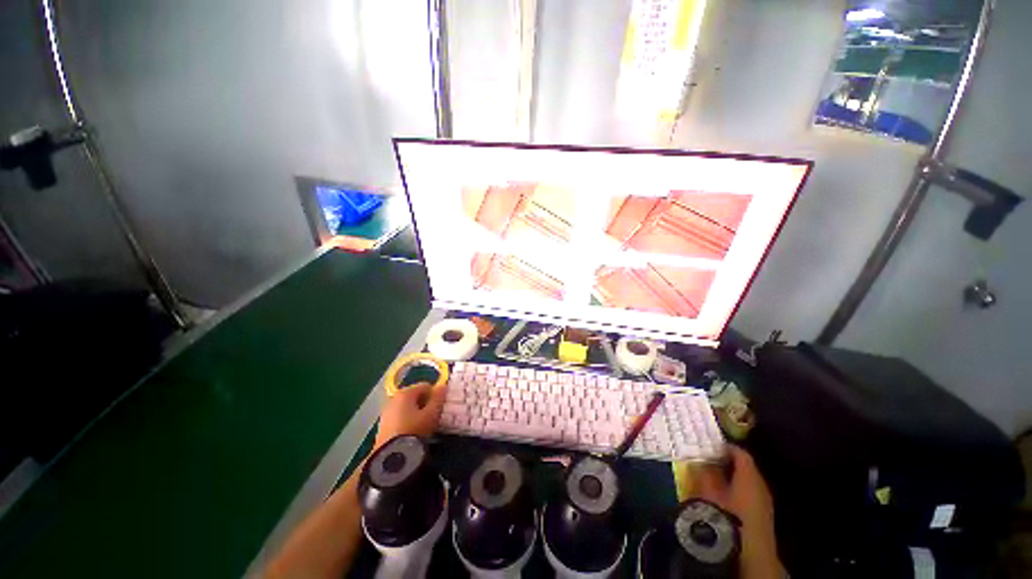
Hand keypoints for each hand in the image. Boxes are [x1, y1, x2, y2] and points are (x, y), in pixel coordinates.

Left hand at [374, 382, 445, 448]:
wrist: (393, 457)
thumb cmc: (415, 430)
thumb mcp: (432, 413)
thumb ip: (438, 398)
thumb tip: (443, 386)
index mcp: (405, 393)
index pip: (425, 386)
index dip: (435, 394)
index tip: (440, 406)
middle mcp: (393, 399)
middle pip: (414, 396)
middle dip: (424, 403)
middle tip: (433, 416)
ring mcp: (386, 413)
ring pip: (406, 407)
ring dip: (415, 413)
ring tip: (423, 426)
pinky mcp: (382, 427)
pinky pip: (399, 418)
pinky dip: (407, 421)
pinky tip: (412, 432)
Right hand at [694, 445, 781, 578]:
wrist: (749, 554)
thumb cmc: (727, 517)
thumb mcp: (708, 491)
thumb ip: (704, 472)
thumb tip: (700, 459)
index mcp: (749, 475)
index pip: (740, 453)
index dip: (724, 447)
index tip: (708, 445)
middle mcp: (761, 485)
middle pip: (745, 467)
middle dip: (726, 462)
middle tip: (707, 460)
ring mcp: (764, 502)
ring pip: (746, 482)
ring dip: (731, 477)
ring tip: (712, 477)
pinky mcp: (762, 516)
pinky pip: (748, 495)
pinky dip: (736, 490)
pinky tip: (723, 496)